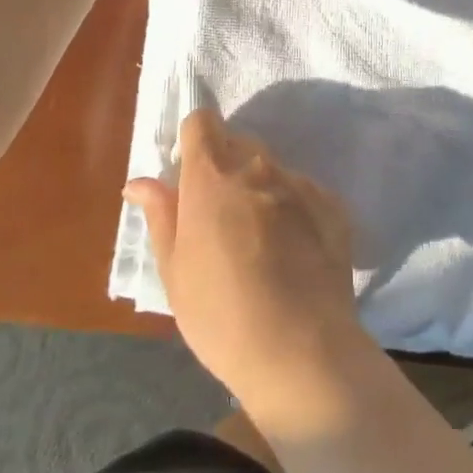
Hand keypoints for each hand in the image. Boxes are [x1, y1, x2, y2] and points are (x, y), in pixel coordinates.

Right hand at [124, 110, 368, 417]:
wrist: (301, 350)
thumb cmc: (220, 315)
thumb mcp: (175, 271)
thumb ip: (161, 215)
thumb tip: (140, 181)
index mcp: (212, 176)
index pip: (202, 122)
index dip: (193, 139)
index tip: (189, 172)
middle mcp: (258, 167)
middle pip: (238, 143)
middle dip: (225, 166)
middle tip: (218, 216)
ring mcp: (300, 183)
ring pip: (272, 168)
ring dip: (259, 187)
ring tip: (258, 241)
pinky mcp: (332, 205)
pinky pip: (303, 192)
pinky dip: (293, 208)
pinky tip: (292, 253)